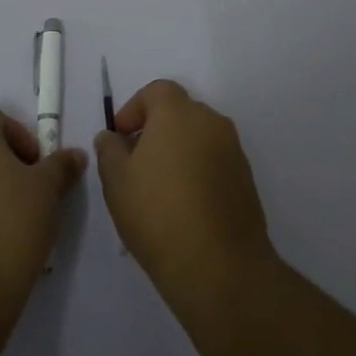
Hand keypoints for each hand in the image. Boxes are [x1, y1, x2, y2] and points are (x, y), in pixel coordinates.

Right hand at [94, 80, 277, 303]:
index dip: (134, 109)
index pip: (156, 91)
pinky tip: (183, 205)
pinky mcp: (246, 178)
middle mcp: (210, 121)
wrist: (219, 265)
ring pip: (198, 137)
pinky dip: (198, 170)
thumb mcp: (116, 181)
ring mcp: (233, 150)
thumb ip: (109, 150)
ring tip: (158, 188)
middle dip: (156, 129)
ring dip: (178, 151)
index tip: (120, 138)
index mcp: (178, 112)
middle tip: (135, 162)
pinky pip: (214, 160)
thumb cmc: (158, 213)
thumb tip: (112, 137)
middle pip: (179, 111)